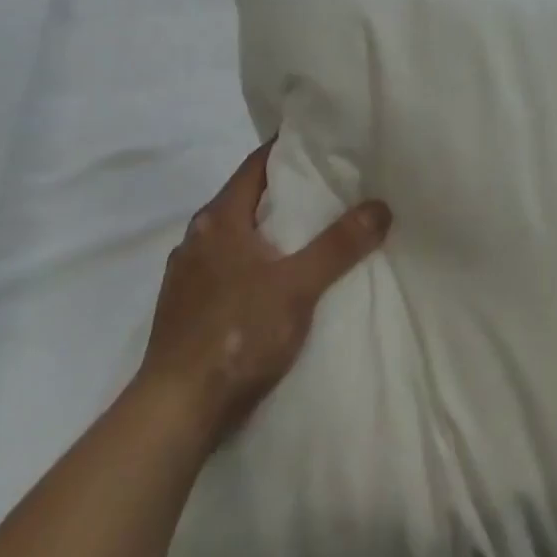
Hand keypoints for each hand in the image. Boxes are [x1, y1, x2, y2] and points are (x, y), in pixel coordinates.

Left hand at [138, 140, 390, 444]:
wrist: (175, 412)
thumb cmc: (236, 335)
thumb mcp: (297, 287)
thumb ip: (339, 245)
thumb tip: (381, 206)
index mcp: (218, 220)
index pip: (256, 165)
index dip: (286, 150)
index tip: (319, 143)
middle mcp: (196, 238)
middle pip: (244, 199)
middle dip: (282, 192)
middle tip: (326, 187)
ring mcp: (185, 275)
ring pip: (233, 236)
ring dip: (264, 230)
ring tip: (305, 233)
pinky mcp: (183, 309)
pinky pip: (223, 267)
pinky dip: (250, 262)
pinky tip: (271, 281)